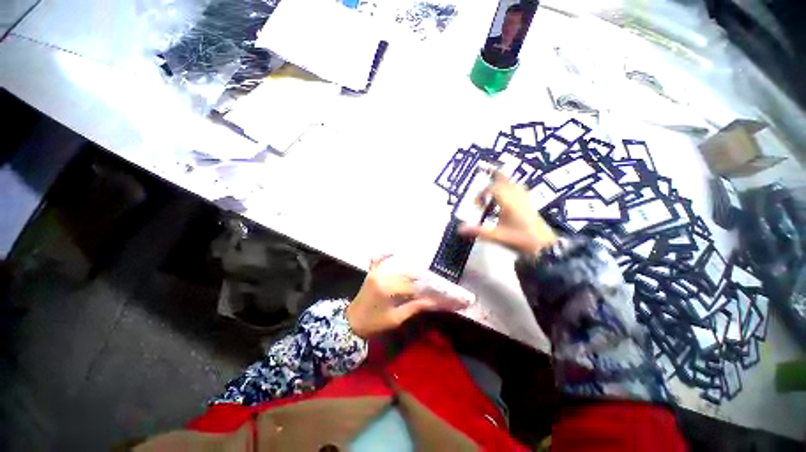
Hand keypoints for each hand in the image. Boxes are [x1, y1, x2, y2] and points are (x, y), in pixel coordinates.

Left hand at [346, 256, 439, 337]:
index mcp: (387, 289)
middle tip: (427, 283)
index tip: (432, 293)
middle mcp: (382, 277)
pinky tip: (394, 252)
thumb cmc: (374, 323)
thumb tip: (432, 302)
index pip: (410, 286)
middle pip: (405, 274)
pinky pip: (378, 260)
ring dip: (407, 269)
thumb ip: (413, 308)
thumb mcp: (395, 319)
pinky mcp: (371, 273)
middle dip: (417, 278)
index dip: (422, 290)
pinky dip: (385, 255)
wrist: (351, 322)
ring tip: (418, 275)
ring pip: (395, 267)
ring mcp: (375, 273)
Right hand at [459, 171, 557, 254]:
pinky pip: (517, 188)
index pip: (492, 188)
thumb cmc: (520, 239)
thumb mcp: (497, 236)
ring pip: (511, 183)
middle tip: (483, 171)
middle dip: (493, 175)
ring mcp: (524, 198)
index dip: (482, 194)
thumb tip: (460, 229)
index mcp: (508, 201)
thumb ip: (478, 231)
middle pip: (504, 179)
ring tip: (492, 188)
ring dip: (500, 183)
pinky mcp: (529, 202)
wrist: (544, 245)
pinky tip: (505, 197)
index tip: (478, 205)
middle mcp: (516, 196)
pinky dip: (509, 188)